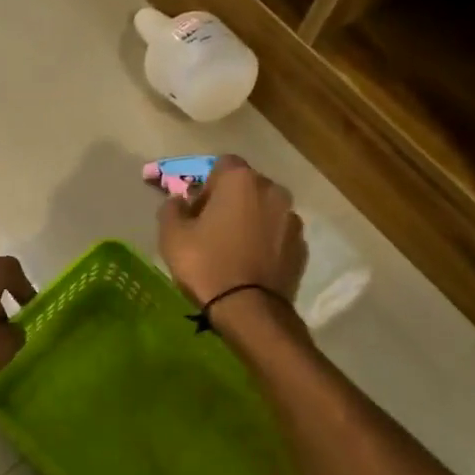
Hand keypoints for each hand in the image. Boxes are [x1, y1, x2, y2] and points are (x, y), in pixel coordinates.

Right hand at [158, 155, 305, 308]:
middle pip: (247, 186)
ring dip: (251, 220)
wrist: (249, 310)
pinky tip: (251, 263)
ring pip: (265, 210)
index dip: (206, 184)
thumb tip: (179, 201)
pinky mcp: (302, 246)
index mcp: (240, 180)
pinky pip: (278, 234)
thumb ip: (172, 208)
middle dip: (231, 199)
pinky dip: (266, 241)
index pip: (222, 165)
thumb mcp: (172, 235)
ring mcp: (292, 219)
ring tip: (234, 248)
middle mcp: (273, 191)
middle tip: (212, 227)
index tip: (196, 209)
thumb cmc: (206, 264)